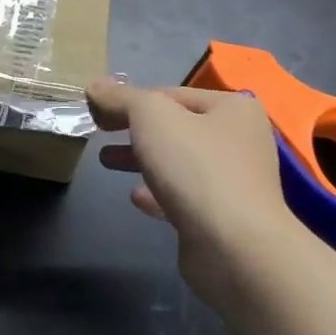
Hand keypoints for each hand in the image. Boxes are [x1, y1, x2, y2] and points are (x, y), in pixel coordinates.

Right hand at [86, 79, 300, 299]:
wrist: (235, 248)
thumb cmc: (197, 168)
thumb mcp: (151, 117)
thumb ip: (122, 98)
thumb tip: (95, 86)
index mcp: (233, 108)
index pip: (171, 94)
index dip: (132, 100)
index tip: (99, 111)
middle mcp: (241, 140)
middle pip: (176, 128)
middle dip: (135, 130)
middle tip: (100, 133)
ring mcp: (235, 182)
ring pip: (178, 162)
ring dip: (143, 159)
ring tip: (107, 162)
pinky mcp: (224, 218)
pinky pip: (184, 197)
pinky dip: (158, 193)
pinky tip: (135, 197)